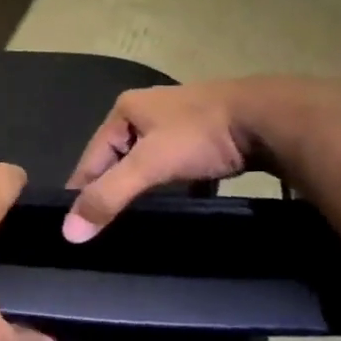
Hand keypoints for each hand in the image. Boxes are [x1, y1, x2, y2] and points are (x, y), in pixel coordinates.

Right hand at [63, 81, 265, 240]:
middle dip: (113, 189)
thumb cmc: (201, 135)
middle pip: (118, 159)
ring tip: (137, 219)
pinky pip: (178, 165)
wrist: (271, 118)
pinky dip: (175, 185)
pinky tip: (178, 204)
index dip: (82, 191)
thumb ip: (109, 196)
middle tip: (106, 227)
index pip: (91, 157)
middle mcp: (148, 109)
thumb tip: (69, 232)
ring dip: (144, 187)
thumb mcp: (149, 165)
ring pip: (149, 162)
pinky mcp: (207, 134)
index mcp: (126, 109)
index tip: (75, 224)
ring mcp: (180, 121)